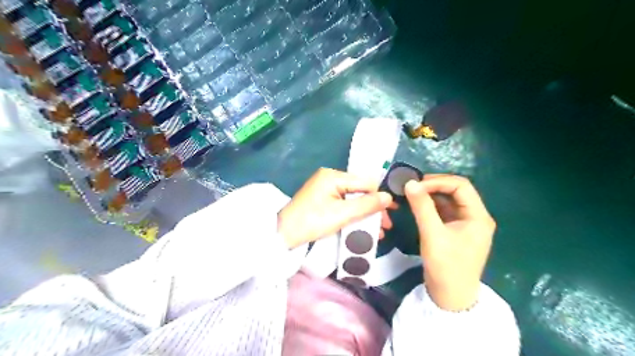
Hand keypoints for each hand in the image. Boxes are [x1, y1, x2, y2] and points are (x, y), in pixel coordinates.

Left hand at [278, 168, 395, 248]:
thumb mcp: (342, 214)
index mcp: (333, 176)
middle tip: (386, 225)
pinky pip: (343, 204)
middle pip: (360, 190)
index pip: (365, 182)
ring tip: (377, 231)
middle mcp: (330, 178)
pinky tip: (362, 227)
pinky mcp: (322, 199)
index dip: (380, 197)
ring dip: (365, 214)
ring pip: (353, 199)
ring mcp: (325, 188)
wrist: (283, 234)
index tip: (391, 212)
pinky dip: (353, 215)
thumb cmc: (312, 221)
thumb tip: (389, 197)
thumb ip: (366, 205)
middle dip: (374, 208)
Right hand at [407, 176, 495, 311]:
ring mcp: (466, 224)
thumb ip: (422, 207)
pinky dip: (431, 205)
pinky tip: (418, 205)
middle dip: (434, 186)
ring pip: (449, 200)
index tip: (416, 185)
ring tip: (412, 194)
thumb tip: (410, 183)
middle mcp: (476, 216)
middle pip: (456, 191)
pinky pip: (444, 211)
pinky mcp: (456, 230)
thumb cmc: (446, 266)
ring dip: (431, 195)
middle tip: (412, 187)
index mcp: (478, 216)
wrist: (450, 297)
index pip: (461, 186)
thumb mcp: (432, 234)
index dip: (438, 181)